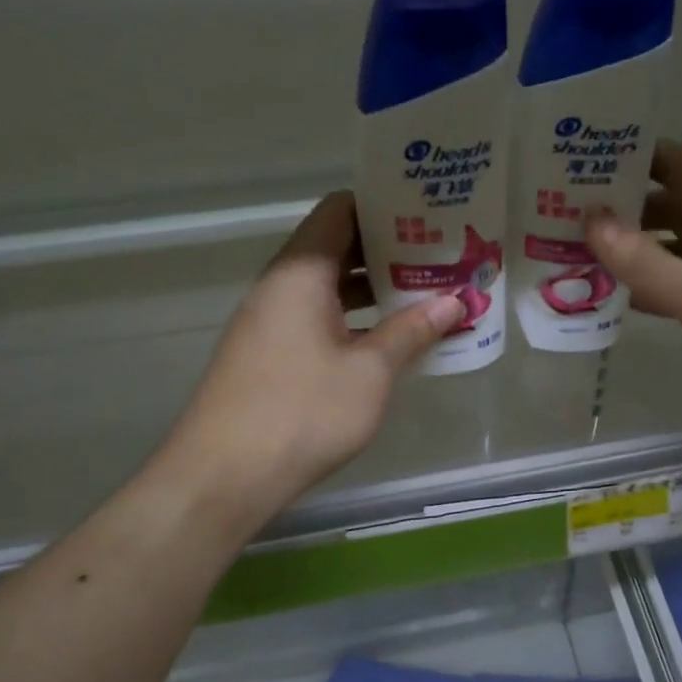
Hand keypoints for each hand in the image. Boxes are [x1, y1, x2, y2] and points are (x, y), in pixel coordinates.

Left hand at [162, 192, 463, 528]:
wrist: (225, 476)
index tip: (428, 214)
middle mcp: (280, 287)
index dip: (384, 205)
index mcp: (300, 273)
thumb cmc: (303, 413)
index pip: (340, 210)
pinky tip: (390, 339)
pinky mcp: (270, 355)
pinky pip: (319, 319)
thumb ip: (413, 331)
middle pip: (336, 247)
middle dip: (389, 250)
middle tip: (441, 257)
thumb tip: (455, 301)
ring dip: (374, 289)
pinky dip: (355, 319)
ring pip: (329, 287)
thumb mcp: (370, 372)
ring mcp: (271, 322)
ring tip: (426, 294)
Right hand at [586, 139, 681, 456]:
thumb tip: (591, 222)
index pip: (675, 166)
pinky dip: (644, 293)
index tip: (574, 159)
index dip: (628, 158)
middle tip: (556, 213)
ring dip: (627, 254)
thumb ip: (647, 262)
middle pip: (666, 210)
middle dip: (618, 211)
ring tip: (567, 253)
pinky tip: (605, 299)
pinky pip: (676, 293)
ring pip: (668, 254)